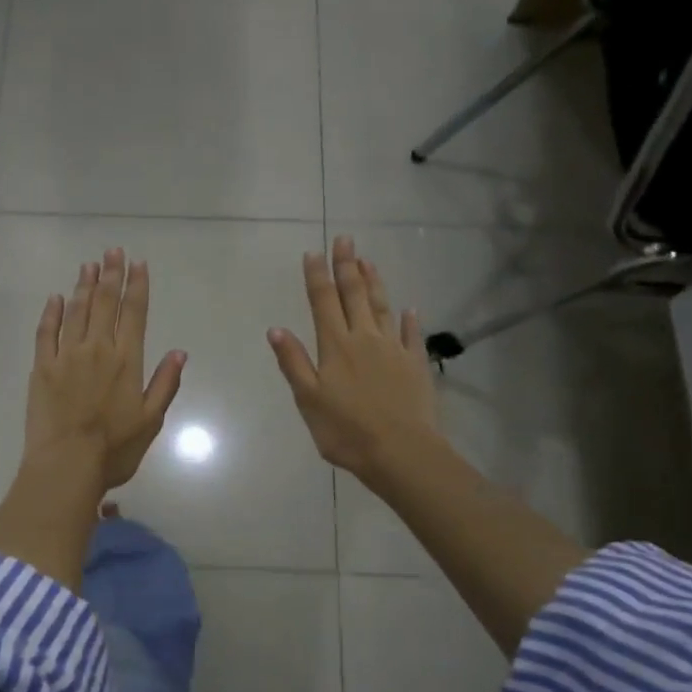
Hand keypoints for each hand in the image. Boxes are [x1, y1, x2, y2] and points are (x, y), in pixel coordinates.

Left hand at [26, 248, 186, 495]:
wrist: (67, 464)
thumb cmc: (114, 449)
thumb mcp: (151, 420)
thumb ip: (164, 383)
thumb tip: (179, 352)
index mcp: (127, 361)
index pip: (135, 313)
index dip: (137, 286)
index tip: (138, 264)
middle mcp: (98, 349)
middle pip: (105, 303)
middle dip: (111, 275)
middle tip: (112, 251)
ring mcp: (66, 356)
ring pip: (76, 311)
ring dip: (84, 286)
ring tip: (89, 264)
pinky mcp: (42, 367)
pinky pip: (46, 332)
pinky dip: (52, 312)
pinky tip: (56, 298)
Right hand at [268, 234, 440, 486]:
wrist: (400, 452)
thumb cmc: (346, 430)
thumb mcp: (309, 399)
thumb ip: (294, 362)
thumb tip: (276, 329)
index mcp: (335, 346)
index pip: (323, 303)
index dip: (317, 277)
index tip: (313, 252)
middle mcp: (364, 339)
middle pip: (354, 295)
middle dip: (347, 266)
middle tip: (345, 239)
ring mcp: (393, 349)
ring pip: (381, 307)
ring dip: (374, 282)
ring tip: (368, 260)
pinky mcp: (415, 364)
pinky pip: (411, 335)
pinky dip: (408, 320)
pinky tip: (409, 308)